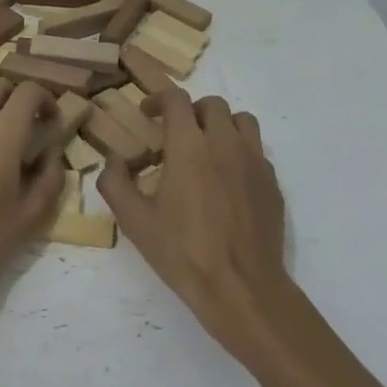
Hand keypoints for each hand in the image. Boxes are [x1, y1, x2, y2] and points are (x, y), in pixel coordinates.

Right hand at [99, 90, 290, 359]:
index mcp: (189, 146)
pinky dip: (240, 152)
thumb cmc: (183, 252)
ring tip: (206, 150)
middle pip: (212, 105)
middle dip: (190, 112)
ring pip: (242, 121)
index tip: (147, 114)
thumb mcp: (134, 221)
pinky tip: (227, 181)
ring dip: (221, 126)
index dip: (158, 99)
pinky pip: (257, 151)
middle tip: (175, 135)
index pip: (176, 99)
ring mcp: (255, 162)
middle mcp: (225, 143)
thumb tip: (113, 160)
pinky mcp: (273, 183)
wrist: (242, 288)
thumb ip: (115, 183)